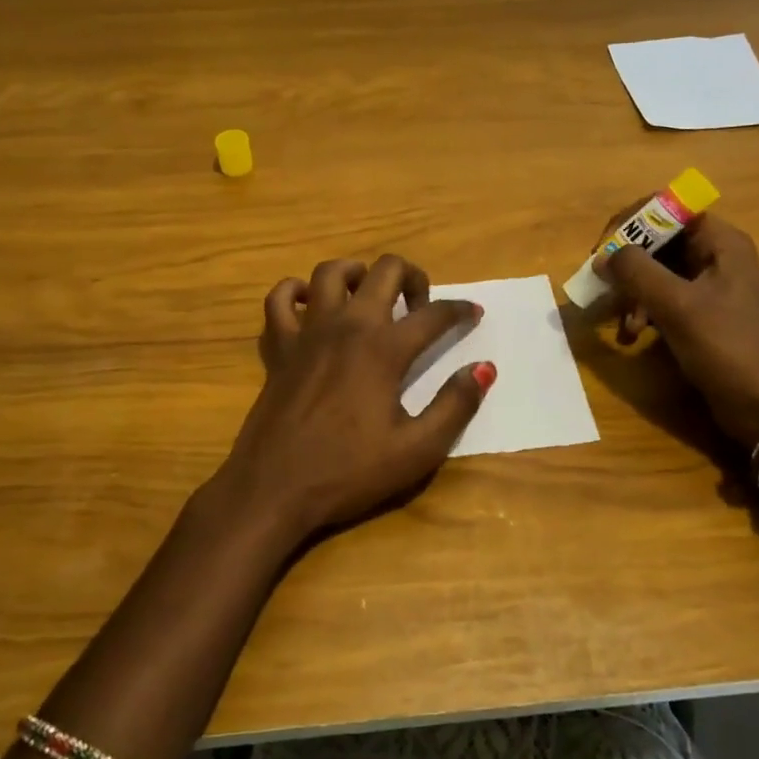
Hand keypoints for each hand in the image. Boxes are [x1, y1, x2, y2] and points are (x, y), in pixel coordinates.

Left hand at [210, 255, 491, 543]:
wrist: (274, 488)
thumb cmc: (348, 472)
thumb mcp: (416, 450)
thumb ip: (455, 405)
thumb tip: (484, 368)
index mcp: (384, 349)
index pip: (434, 314)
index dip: (460, 310)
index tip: (473, 313)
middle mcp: (347, 326)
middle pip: (384, 270)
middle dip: (412, 277)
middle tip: (420, 305)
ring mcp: (308, 332)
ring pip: (330, 272)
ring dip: (357, 273)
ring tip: (369, 294)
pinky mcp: (278, 347)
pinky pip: (279, 300)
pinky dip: (295, 292)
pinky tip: (310, 305)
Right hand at [600, 213, 758, 450]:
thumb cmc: (726, 347)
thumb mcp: (677, 305)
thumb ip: (637, 272)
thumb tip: (603, 256)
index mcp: (720, 241)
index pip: (667, 208)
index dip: (631, 222)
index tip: (604, 250)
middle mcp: (716, 255)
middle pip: (658, 240)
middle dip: (627, 263)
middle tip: (602, 285)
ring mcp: (710, 285)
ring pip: (656, 270)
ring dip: (632, 291)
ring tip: (621, 321)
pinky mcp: (702, 313)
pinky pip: (663, 297)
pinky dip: (643, 310)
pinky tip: (632, 335)